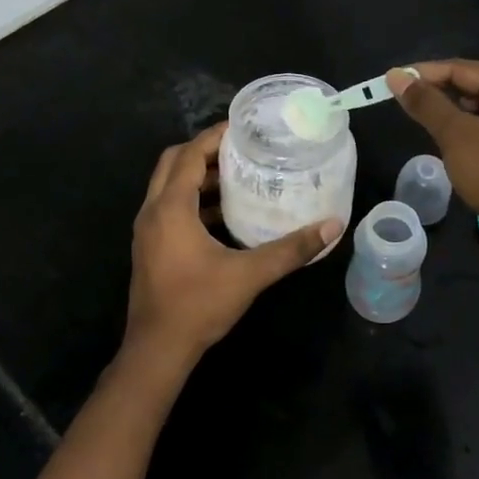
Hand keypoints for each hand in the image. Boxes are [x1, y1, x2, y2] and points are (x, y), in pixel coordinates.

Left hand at [124, 123, 343, 377]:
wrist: (157, 350)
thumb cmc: (198, 305)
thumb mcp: (249, 275)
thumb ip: (291, 249)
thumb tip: (331, 226)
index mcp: (170, 208)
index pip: (190, 155)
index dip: (214, 137)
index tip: (244, 127)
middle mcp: (152, 211)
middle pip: (173, 163)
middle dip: (204, 151)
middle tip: (241, 149)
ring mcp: (147, 230)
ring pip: (168, 186)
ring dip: (197, 176)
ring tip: (237, 174)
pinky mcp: (150, 246)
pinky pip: (169, 207)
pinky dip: (192, 199)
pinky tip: (223, 213)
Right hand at [386, 59, 478, 282]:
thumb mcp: (456, 136)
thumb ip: (426, 104)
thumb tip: (397, 76)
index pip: (463, 68)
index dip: (424, 73)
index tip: (392, 81)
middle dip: (448, 90)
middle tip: (421, 105)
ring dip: (463, 112)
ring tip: (438, 129)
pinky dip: (478, 131)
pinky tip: (461, 150)